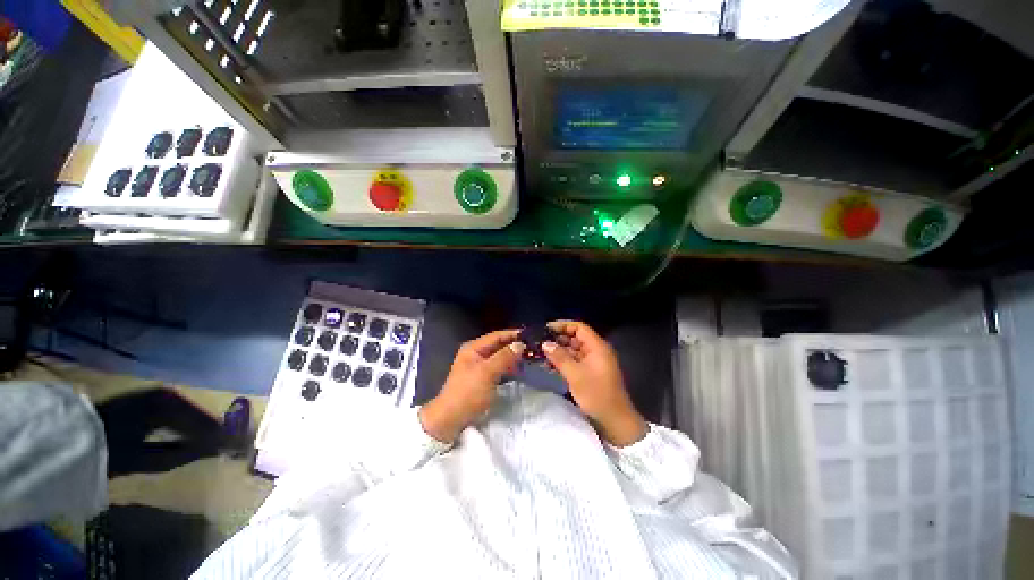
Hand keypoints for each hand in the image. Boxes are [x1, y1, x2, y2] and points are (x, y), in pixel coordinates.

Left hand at [419, 330, 524, 443]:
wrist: (450, 419)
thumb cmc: (468, 392)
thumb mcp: (487, 372)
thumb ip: (504, 357)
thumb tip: (520, 344)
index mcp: (474, 348)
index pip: (497, 335)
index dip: (513, 334)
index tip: (530, 336)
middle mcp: (475, 353)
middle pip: (498, 345)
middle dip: (514, 346)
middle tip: (533, 348)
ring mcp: (478, 366)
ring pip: (499, 357)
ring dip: (512, 357)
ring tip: (529, 358)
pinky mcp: (481, 378)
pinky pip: (498, 367)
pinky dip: (507, 367)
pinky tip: (518, 370)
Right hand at [543, 320, 646, 446]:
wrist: (614, 421)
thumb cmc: (597, 395)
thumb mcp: (575, 375)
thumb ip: (559, 357)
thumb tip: (545, 343)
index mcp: (597, 347)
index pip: (579, 327)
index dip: (562, 326)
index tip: (545, 329)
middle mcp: (595, 351)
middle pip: (575, 338)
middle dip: (557, 339)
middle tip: (539, 342)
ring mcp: (592, 363)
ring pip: (573, 350)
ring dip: (558, 351)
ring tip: (539, 353)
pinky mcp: (589, 373)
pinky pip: (574, 362)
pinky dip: (562, 362)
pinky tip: (548, 365)